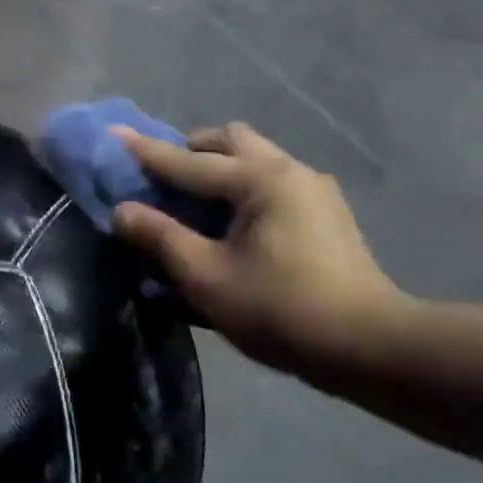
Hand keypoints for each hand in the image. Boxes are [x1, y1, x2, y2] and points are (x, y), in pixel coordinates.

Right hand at [111, 122, 404, 372]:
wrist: (370, 348)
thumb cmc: (280, 309)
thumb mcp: (206, 277)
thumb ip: (161, 237)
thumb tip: (122, 210)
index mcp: (260, 180)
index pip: (187, 161)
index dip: (144, 151)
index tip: (112, 134)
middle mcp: (288, 171)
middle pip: (229, 141)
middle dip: (190, 152)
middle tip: (164, 181)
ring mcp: (313, 190)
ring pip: (254, 158)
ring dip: (219, 168)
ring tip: (196, 204)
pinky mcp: (325, 213)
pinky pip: (271, 181)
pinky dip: (242, 188)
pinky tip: (234, 224)